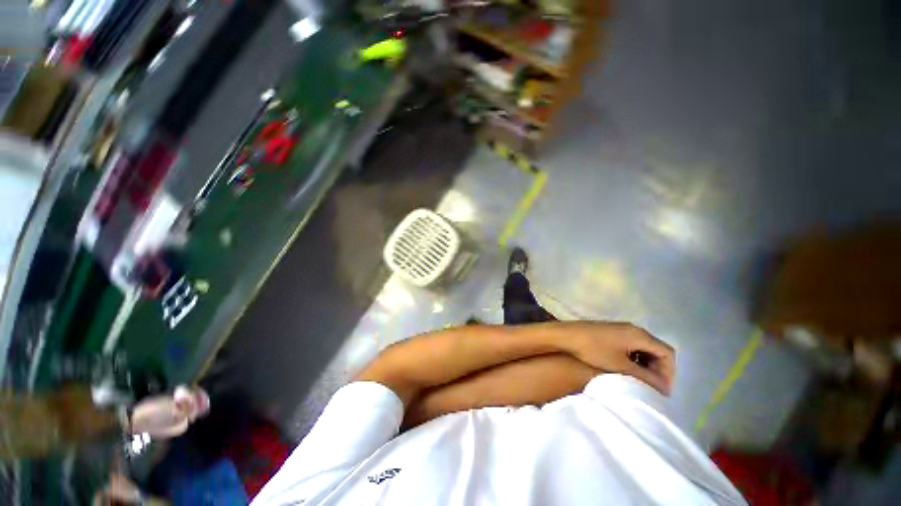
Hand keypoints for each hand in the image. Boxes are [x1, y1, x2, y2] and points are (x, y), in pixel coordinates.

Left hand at [564, 322, 675, 395]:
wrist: (566, 335)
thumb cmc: (593, 350)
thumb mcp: (621, 367)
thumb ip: (646, 378)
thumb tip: (665, 389)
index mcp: (639, 335)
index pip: (667, 353)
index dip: (669, 373)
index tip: (662, 390)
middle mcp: (633, 328)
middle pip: (657, 350)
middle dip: (658, 370)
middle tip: (653, 388)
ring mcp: (621, 328)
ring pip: (644, 348)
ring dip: (646, 365)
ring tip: (641, 381)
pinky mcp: (611, 331)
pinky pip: (631, 345)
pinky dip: (635, 358)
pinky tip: (627, 370)